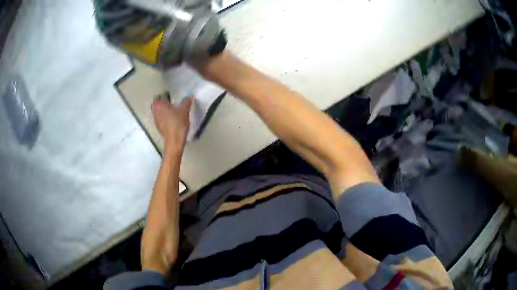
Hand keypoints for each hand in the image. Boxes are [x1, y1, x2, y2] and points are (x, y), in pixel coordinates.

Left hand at [152, 97, 192, 153]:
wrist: (174, 141)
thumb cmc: (178, 123)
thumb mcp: (185, 111)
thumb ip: (186, 102)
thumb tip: (189, 97)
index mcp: (160, 104)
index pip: (160, 95)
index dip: (166, 95)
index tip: (172, 96)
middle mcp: (155, 111)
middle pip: (157, 104)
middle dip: (163, 103)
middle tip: (172, 103)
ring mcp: (155, 119)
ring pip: (158, 111)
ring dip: (163, 110)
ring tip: (172, 111)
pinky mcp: (158, 127)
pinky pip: (160, 118)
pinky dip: (164, 117)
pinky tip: (171, 120)